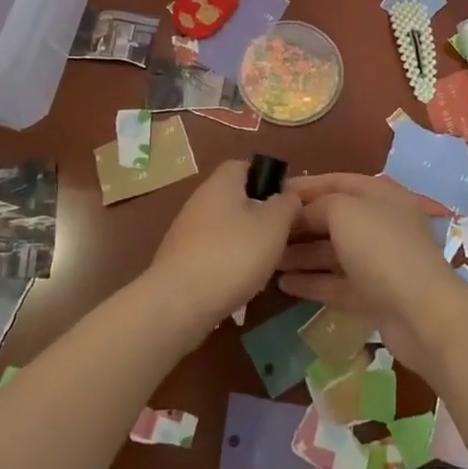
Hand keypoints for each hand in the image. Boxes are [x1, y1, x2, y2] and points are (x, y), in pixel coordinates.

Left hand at [146, 160, 300, 335]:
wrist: (178, 302)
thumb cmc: (232, 254)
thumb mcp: (273, 225)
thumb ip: (286, 204)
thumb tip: (289, 195)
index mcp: (221, 183)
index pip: (245, 166)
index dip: (268, 179)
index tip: (286, 202)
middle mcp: (200, 200)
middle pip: (236, 198)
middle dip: (259, 215)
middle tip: (280, 236)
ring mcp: (187, 230)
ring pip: (226, 227)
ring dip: (245, 242)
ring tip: (265, 264)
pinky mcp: (181, 259)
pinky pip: (213, 251)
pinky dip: (228, 262)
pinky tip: (240, 282)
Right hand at [275, 172, 467, 373]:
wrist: (422, 313)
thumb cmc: (381, 248)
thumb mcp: (344, 211)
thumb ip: (318, 205)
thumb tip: (301, 213)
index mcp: (380, 195)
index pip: (337, 182)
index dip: (304, 186)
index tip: (272, 193)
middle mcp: (381, 224)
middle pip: (333, 218)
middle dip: (299, 224)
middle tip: (264, 230)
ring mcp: (379, 262)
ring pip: (333, 253)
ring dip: (301, 255)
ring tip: (268, 259)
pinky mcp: (375, 295)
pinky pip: (338, 283)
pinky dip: (313, 282)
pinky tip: (284, 284)